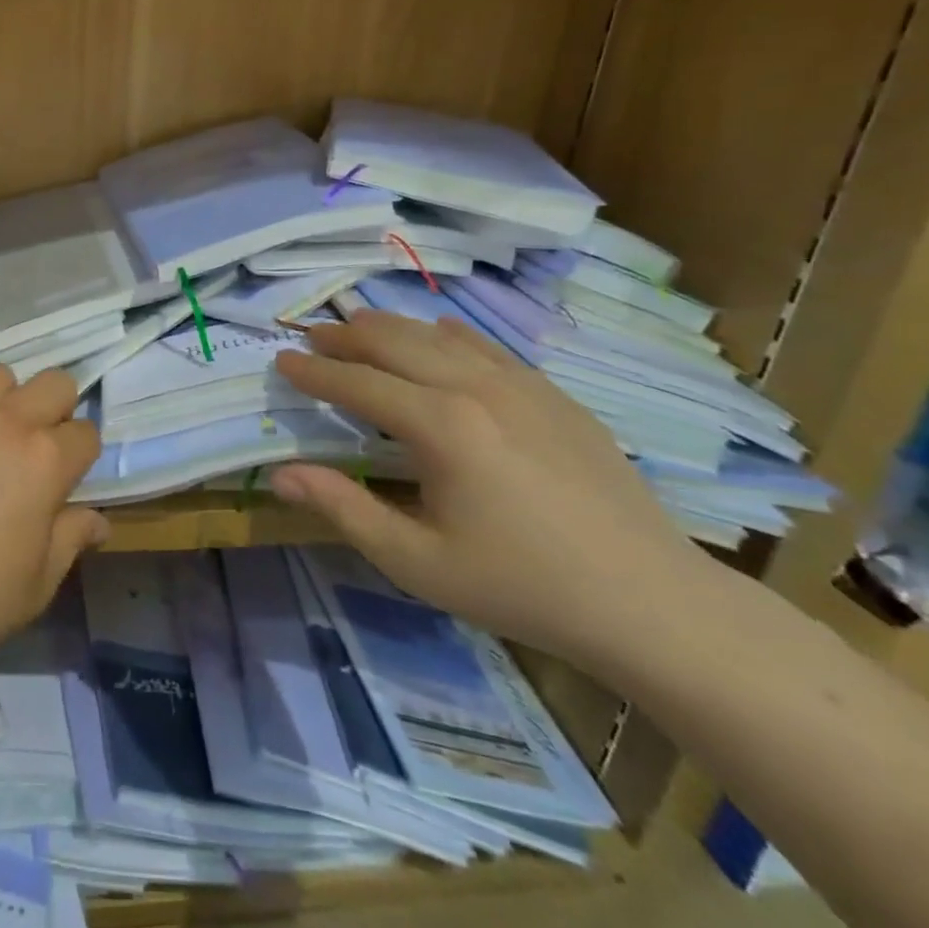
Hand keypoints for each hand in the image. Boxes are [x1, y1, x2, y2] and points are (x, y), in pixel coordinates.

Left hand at [0, 366, 108, 672]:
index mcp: (46, 460)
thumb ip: (72, 539)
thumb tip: (98, 522)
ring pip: (2, 376)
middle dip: (57, 410)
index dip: (81, 457)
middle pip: (55, 382)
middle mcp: (8, 421)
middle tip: (37, 449)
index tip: (66, 480)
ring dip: (8, 400)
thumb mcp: (37, 582)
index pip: (87, 433)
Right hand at [271, 311, 708, 671]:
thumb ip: (344, 509)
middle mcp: (475, 387)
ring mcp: (520, 384)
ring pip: (438, 335)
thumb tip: (280, 474)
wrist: (648, 601)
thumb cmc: (520, 585)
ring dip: (391, 327)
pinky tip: (438, 334)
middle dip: (345, 336)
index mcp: (440, 425)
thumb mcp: (417, 561)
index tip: (281, 360)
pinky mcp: (552, 393)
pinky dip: (447, 334)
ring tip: (359, 326)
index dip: (314, 371)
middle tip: (312, 337)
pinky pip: (486, 345)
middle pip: (394, 342)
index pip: (357, 382)